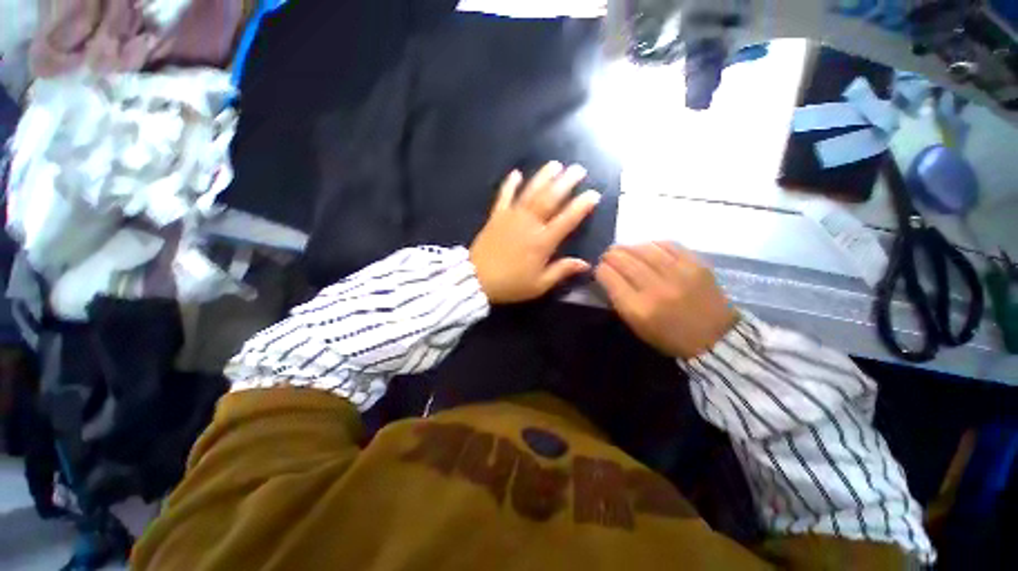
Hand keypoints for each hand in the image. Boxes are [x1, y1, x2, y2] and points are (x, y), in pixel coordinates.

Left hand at [470, 162, 599, 303]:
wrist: (476, 279)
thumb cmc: (510, 284)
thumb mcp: (539, 284)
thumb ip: (562, 271)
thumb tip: (586, 264)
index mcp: (542, 241)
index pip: (567, 219)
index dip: (581, 206)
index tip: (593, 194)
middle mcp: (529, 224)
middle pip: (550, 199)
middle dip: (566, 182)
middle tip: (578, 169)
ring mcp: (511, 217)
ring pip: (530, 192)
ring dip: (543, 177)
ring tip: (555, 165)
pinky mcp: (496, 216)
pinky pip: (504, 196)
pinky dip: (510, 184)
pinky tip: (516, 173)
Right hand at [595, 242, 738, 359]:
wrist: (715, 339)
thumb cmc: (669, 337)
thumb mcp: (637, 326)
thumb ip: (620, 300)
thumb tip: (608, 276)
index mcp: (638, 309)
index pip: (609, 277)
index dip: (600, 269)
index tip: (599, 268)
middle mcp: (656, 289)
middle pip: (624, 260)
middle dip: (611, 255)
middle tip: (608, 255)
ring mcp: (678, 274)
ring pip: (644, 249)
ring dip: (629, 247)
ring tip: (624, 249)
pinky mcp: (696, 265)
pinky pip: (668, 245)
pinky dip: (653, 244)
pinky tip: (647, 247)